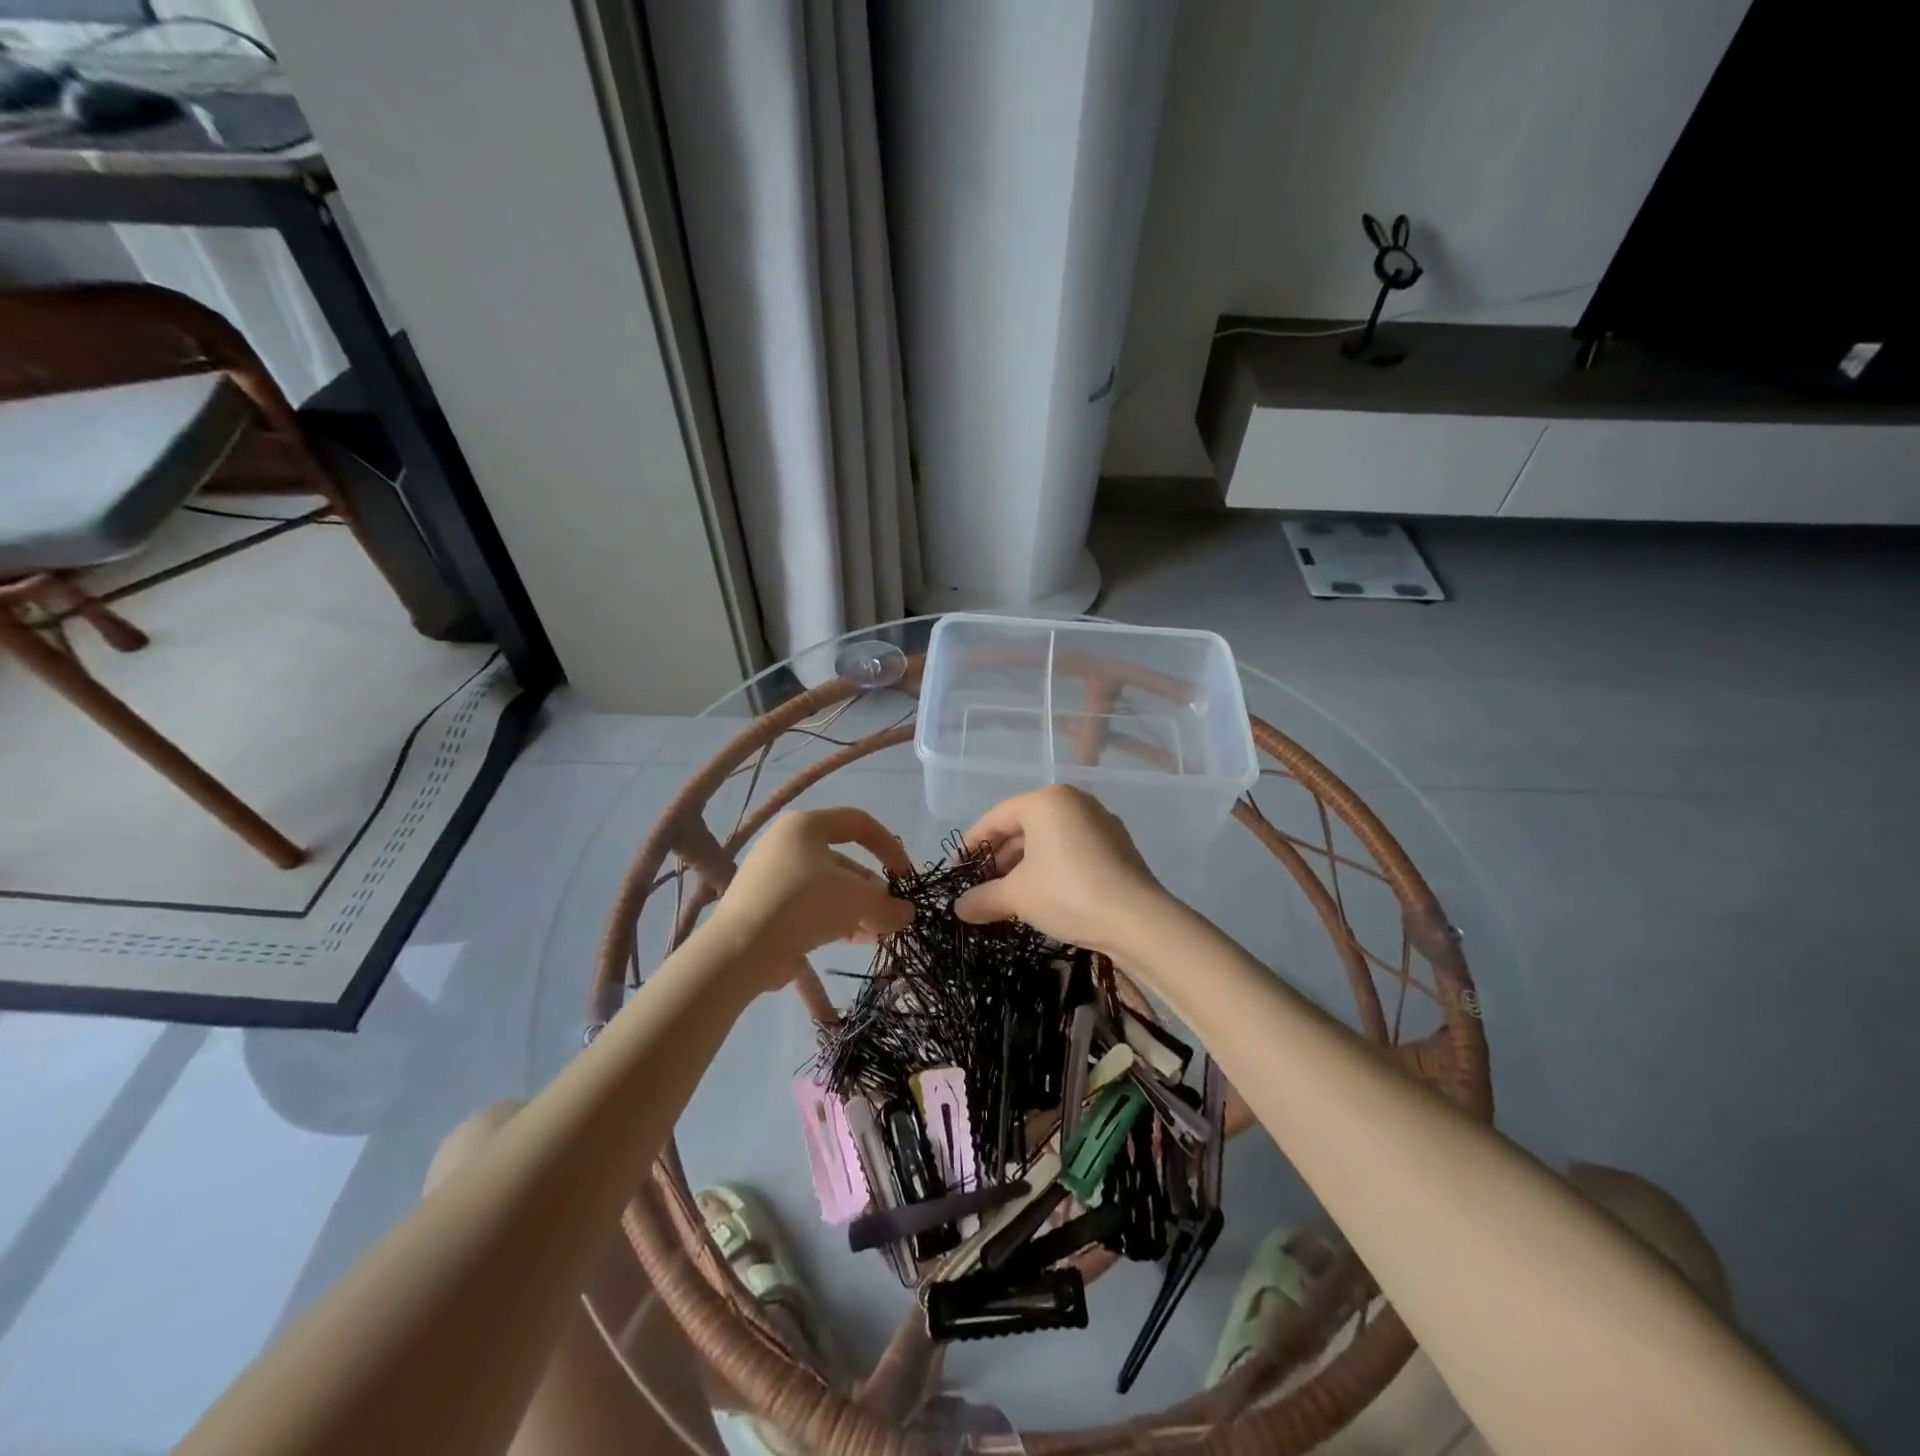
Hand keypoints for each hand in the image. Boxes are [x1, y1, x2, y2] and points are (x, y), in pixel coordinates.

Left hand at [707, 807, 914, 979]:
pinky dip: (835, 921)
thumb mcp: (858, 900)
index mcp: (805, 825)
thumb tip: (906, 913)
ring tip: (879, 933)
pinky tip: (857, 941)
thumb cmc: (805, 904)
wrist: (741, 950)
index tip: (906, 876)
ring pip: (828, 888)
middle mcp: (787, 845)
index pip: (858, 823)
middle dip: (872, 889)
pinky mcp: (766, 909)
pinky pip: (809, 909)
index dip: (889, 846)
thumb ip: (889, 905)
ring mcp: (773, 878)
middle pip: (843, 860)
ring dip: (858, 909)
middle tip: (891, 913)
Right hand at [953, 786, 1173, 959]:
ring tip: (1007, 896)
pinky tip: (1042, 897)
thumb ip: (983, 897)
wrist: (1138, 920)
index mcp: (1046, 801)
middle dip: (999, 859)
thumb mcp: (1017, 896)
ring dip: (1024, 866)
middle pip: (1023, 827)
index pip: (996, 818)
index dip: (971, 845)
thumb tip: (959, 908)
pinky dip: (1051, 868)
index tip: (957, 871)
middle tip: (980, 887)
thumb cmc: (1067, 893)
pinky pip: (1072, 850)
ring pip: (1049, 840)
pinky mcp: (1118, 846)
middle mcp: (1074, 801)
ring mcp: (1100, 822)